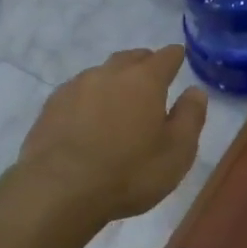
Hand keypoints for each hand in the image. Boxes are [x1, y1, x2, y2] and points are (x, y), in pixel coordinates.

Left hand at [16, 45, 207, 225]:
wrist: (58, 190)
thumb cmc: (128, 172)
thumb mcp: (176, 152)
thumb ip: (190, 117)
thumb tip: (195, 91)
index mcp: (144, 80)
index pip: (165, 57)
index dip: (175, 57)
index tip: (179, 58)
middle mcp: (109, 74)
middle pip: (131, 58)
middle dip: (144, 64)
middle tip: (151, 79)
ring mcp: (75, 87)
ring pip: (101, 74)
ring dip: (114, 82)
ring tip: (119, 103)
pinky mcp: (51, 107)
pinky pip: (77, 93)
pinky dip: (89, 100)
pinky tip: (88, 119)